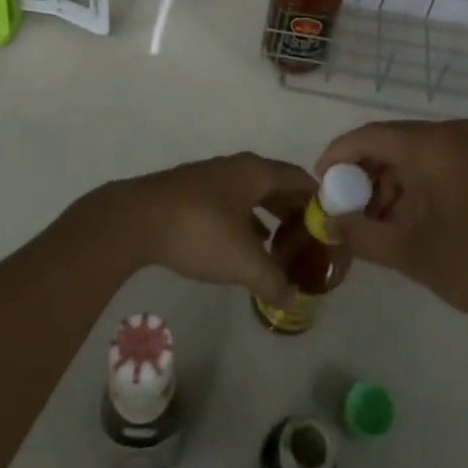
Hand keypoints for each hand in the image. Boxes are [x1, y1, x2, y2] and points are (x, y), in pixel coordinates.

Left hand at [101, 152, 316, 307]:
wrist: (135, 220)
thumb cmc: (199, 231)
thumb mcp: (243, 262)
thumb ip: (273, 280)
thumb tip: (293, 298)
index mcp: (256, 172)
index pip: (300, 179)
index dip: (319, 200)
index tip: (332, 226)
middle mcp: (237, 168)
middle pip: (277, 185)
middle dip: (295, 211)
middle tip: (310, 241)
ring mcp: (212, 178)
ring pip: (252, 195)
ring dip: (269, 217)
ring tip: (281, 247)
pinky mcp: (191, 194)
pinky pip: (231, 203)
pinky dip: (246, 222)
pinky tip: (243, 247)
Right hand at [315, 119, 467, 333]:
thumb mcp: (414, 254)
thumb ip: (364, 234)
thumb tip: (328, 224)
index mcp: (434, 144)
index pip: (369, 136)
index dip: (337, 157)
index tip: (318, 185)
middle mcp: (452, 134)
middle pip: (391, 143)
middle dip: (362, 176)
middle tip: (343, 211)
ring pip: (413, 156)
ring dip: (388, 185)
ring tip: (372, 226)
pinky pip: (436, 166)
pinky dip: (414, 188)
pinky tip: (403, 224)